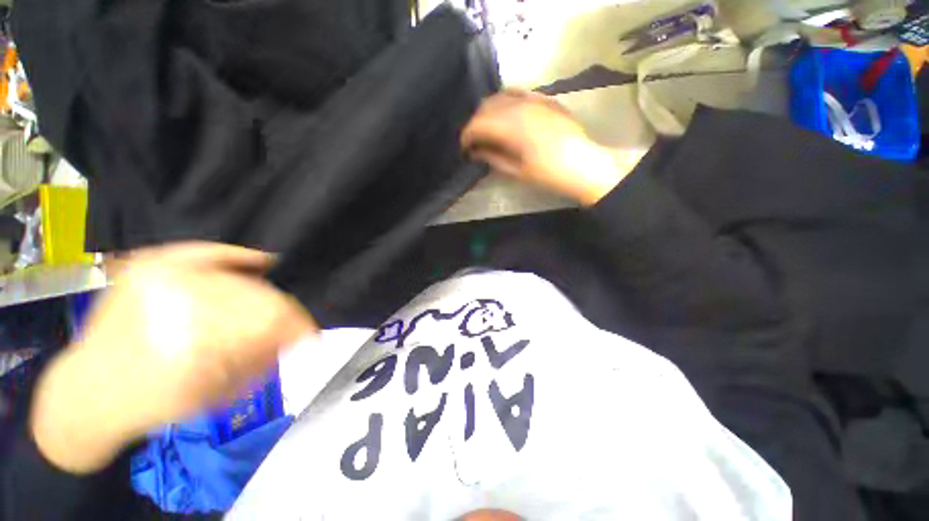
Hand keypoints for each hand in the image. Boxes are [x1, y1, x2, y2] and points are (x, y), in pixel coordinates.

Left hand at [31, 243, 317, 473]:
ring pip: (239, 276)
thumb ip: (262, 360)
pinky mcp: (150, 264)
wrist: (89, 392)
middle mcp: (177, 296)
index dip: (298, 324)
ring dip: (263, 294)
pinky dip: (236, 257)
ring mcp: (159, 274)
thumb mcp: (216, 394)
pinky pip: (207, 251)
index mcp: (195, 336)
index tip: (311, 337)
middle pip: (258, 293)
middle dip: (282, 313)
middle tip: (290, 327)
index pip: (270, 315)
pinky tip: (258, 262)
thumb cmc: (152, 403)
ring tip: (270, 310)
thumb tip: (297, 335)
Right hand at [462, 90, 644, 205]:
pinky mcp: (545, 99)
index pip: (479, 123)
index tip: (463, 148)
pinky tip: (506, 116)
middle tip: (474, 141)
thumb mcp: (518, 171)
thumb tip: (476, 152)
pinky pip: (518, 93)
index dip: (467, 135)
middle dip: (475, 123)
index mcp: (512, 126)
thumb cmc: (550, 174)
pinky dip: (505, 103)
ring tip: (488, 129)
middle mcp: (521, 105)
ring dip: (489, 111)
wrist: (585, 164)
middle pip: (487, 106)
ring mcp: (534, 99)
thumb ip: (494, 158)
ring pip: (501, 96)